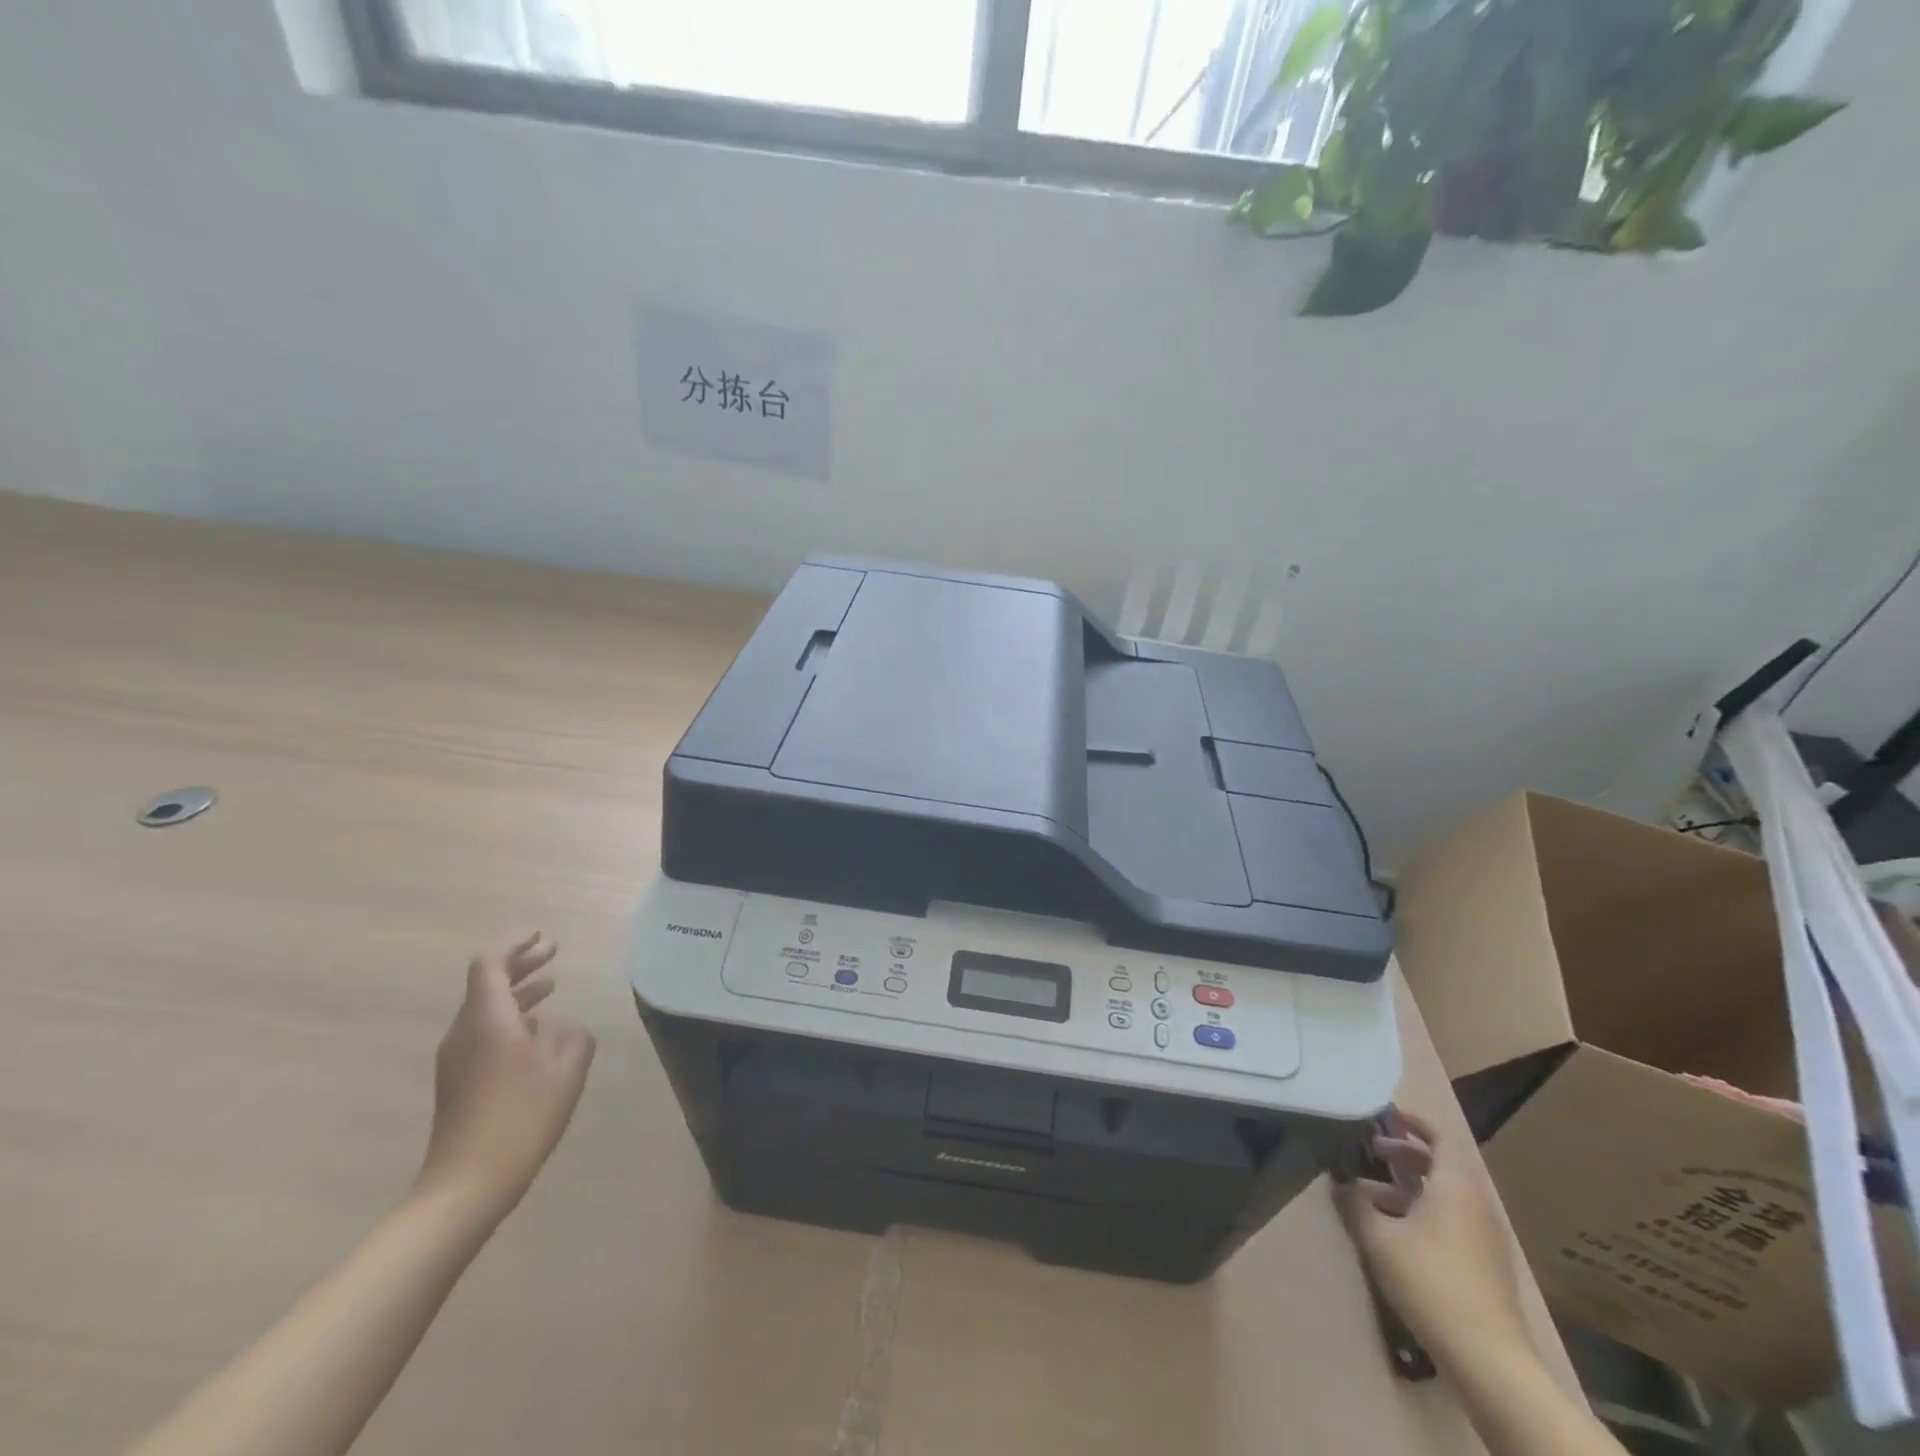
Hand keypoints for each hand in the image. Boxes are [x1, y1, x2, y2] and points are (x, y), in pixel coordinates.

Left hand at [415, 934, 595, 1224]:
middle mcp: (464, 1032)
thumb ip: (574, 1036)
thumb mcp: (567, 1068)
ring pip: (485, 1010)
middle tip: (552, 952)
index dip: (515, 945)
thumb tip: (566, 1028)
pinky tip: (537, 1033)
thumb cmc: (521, 1116)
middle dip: (520, 965)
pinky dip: (511, 1019)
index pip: (490, 964)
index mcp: (487, 1019)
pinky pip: (484, 1033)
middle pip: (486, 984)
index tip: (541, 935)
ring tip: (550, 986)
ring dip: (517, 993)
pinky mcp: (459, 1083)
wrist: (467, 1185)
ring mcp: (457, 1060)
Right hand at [1336, 1109, 1530, 1370]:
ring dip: (1408, 1187)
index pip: (1440, 1137)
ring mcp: (1484, 1238)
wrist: (1488, 1359)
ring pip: (1443, 1196)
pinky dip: (1421, 1212)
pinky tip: (1391, 1232)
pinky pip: (1450, 1221)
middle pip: (1441, 1165)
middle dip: (1404, 1154)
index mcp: (1455, 1186)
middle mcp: (1475, 1204)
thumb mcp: (1379, 1237)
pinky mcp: (1484, 1265)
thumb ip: (1355, 1204)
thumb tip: (1340, 1183)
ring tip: (1369, 1194)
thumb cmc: (1430, 1280)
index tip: (1383, 1115)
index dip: (1413, 1122)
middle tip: (1370, 1151)